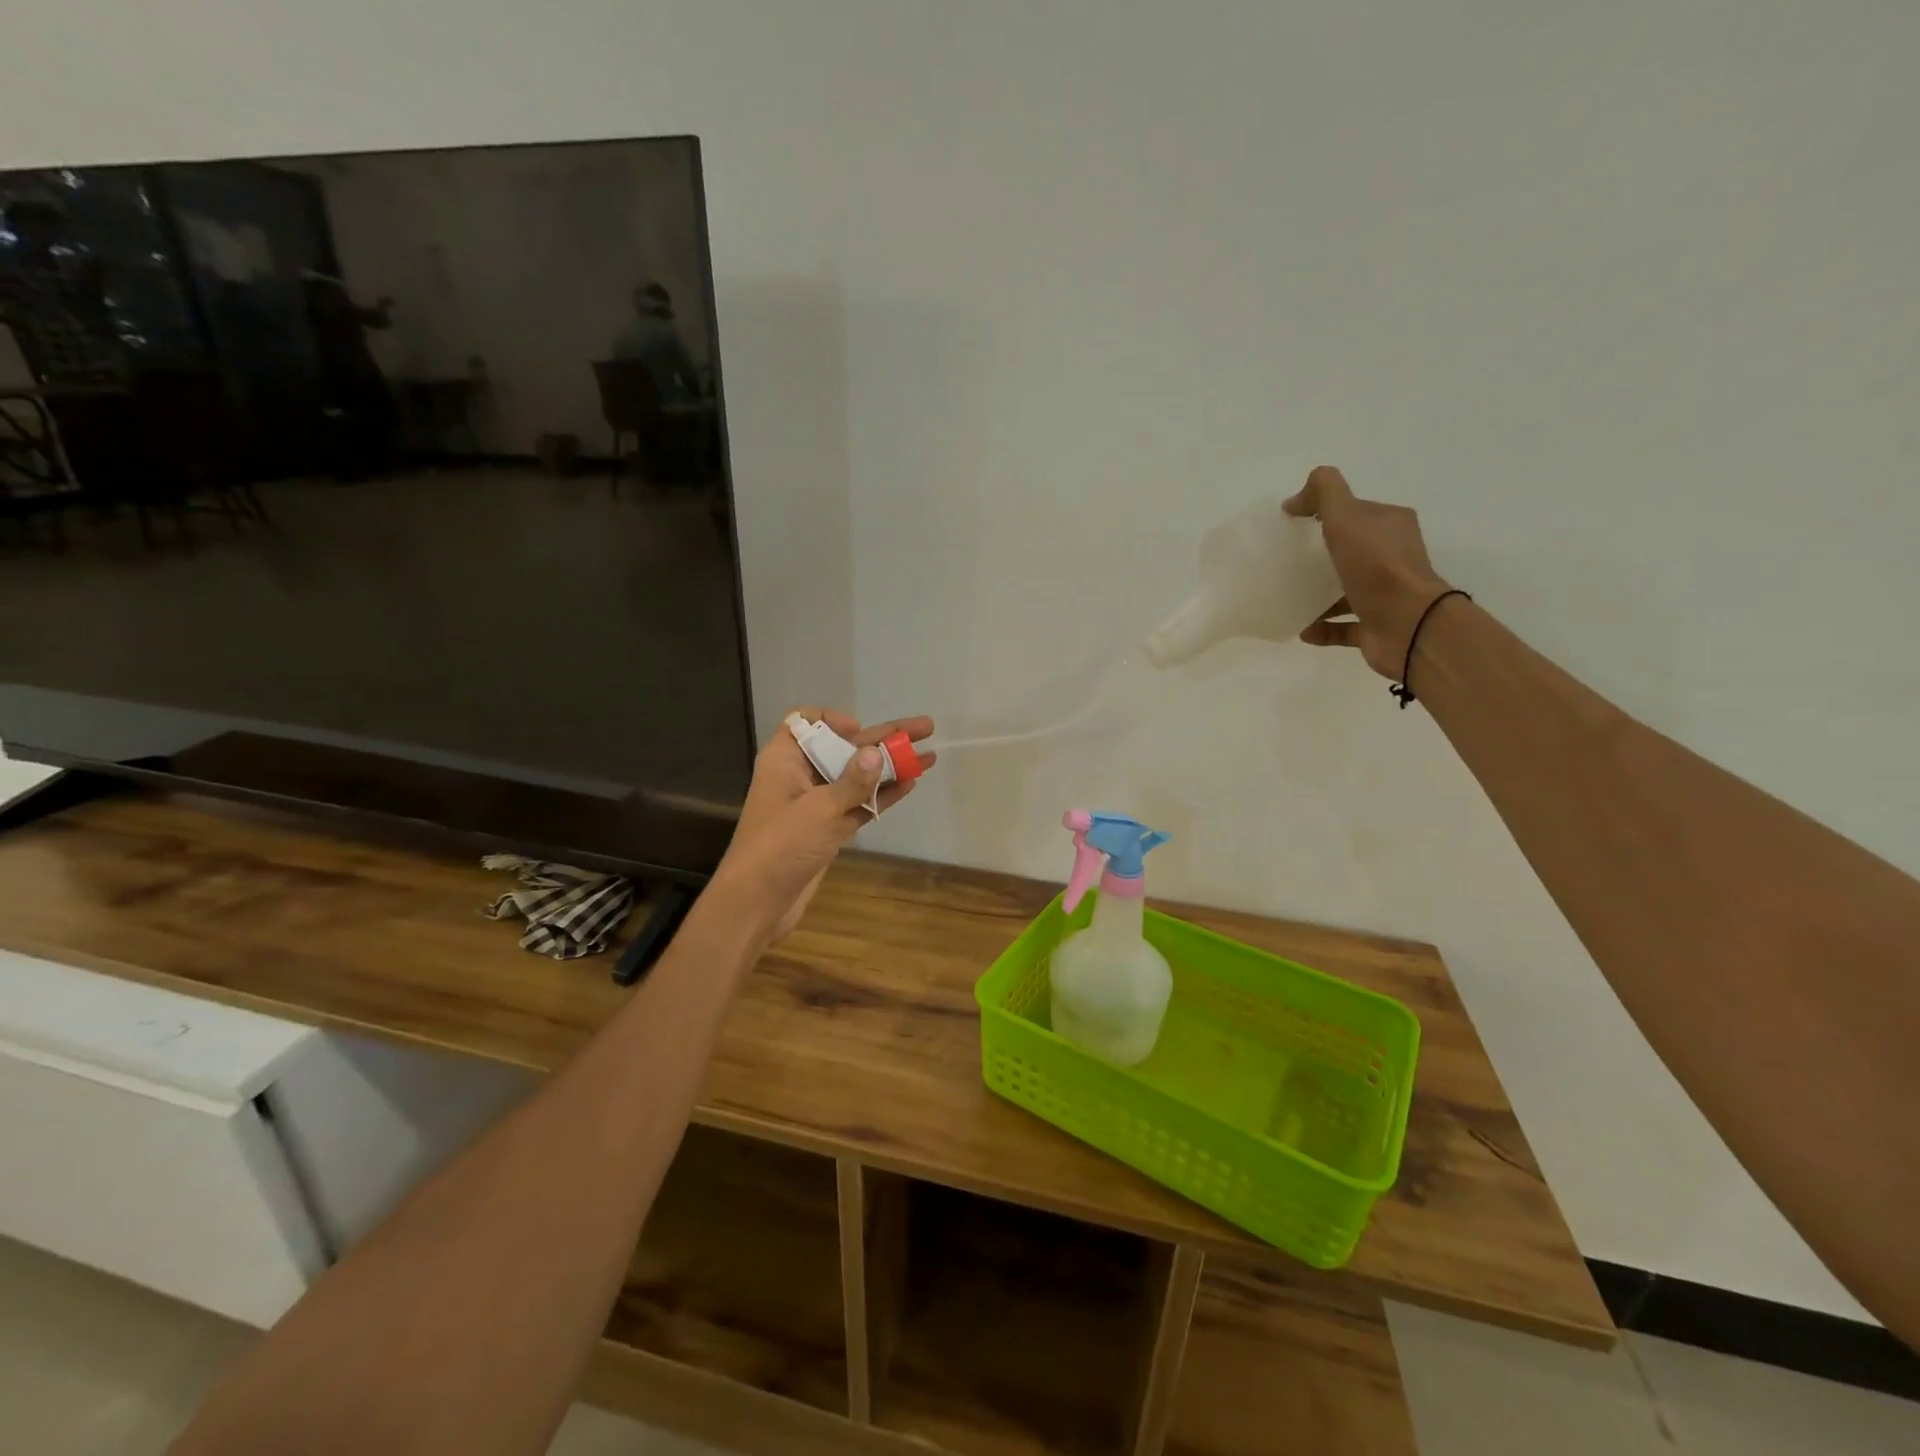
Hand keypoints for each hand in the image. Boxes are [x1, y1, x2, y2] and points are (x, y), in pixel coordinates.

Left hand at [711, 708, 935, 943]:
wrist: (758, 902)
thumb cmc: (781, 845)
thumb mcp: (819, 809)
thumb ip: (852, 782)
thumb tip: (876, 753)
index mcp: (786, 759)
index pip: (805, 722)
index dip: (832, 720)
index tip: (858, 729)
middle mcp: (800, 776)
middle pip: (844, 747)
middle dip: (883, 737)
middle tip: (924, 728)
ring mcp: (816, 804)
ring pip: (857, 777)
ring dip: (890, 766)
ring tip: (927, 756)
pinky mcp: (828, 829)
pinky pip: (859, 804)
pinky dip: (882, 795)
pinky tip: (910, 784)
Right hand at [1283, 466, 1450, 679]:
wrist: (1408, 625)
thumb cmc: (1377, 567)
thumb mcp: (1346, 517)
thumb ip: (1324, 493)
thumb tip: (1295, 499)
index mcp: (1390, 527)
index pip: (1356, 514)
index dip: (1326, 515)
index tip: (1293, 526)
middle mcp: (1392, 558)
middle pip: (1351, 552)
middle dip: (1321, 556)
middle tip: (1287, 562)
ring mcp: (1386, 596)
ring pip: (1347, 591)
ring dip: (1318, 596)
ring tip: (1288, 597)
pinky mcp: (1376, 628)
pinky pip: (1343, 627)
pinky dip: (1322, 628)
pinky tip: (1302, 629)